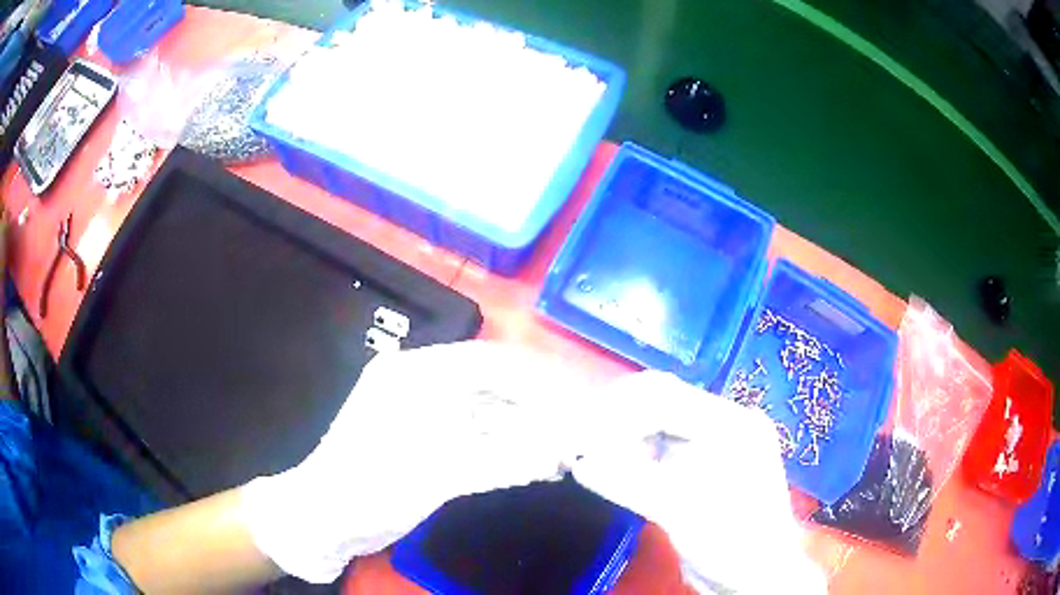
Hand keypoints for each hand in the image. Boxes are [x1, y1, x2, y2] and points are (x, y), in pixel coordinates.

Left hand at [240, 341, 587, 583]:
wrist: (324, 518)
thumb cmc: (371, 487)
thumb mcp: (438, 473)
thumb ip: (504, 459)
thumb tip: (563, 452)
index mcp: (417, 373)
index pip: (491, 363)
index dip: (539, 379)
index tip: (579, 399)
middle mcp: (421, 383)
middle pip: (493, 385)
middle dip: (537, 406)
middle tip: (580, 426)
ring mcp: (423, 412)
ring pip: (488, 412)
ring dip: (525, 429)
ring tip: (565, 447)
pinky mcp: (426, 440)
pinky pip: (476, 435)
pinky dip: (506, 447)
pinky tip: (534, 461)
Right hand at [572, 371, 824, 594]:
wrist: (755, 575)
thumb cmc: (731, 541)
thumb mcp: (682, 512)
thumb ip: (631, 483)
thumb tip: (580, 463)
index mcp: (732, 423)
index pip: (666, 398)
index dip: (619, 413)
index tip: (582, 437)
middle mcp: (723, 423)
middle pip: (662, 400)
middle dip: (616, 416)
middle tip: (579, 438)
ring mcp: (713, 443)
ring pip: (657, 420)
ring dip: (621, 432)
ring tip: (589, 450)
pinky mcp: (700, 464)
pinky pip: (660, 444)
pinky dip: (632, 451)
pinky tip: (612, 464)